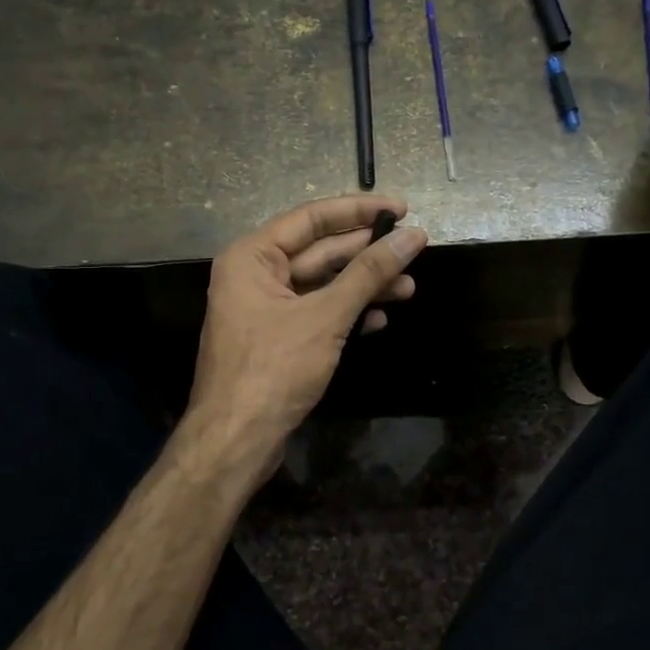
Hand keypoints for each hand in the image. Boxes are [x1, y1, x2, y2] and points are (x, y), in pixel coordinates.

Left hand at [185, 195, 426, 476]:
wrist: (235, 441)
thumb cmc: (274, 369)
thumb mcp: (326, 316)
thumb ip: (369, 273)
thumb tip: (413, 236)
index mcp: (252, 257)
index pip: (312, 219)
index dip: (359, 211)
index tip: (403, 209)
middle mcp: (256, 276)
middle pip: (320, 252)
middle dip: (367, 254)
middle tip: (414, 250)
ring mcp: (266, 310)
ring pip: (323, 286)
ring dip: (364, 287)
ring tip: (408, 290)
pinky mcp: (278, 340)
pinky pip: (318, 314)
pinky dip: (348, 314)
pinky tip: (379, 318)